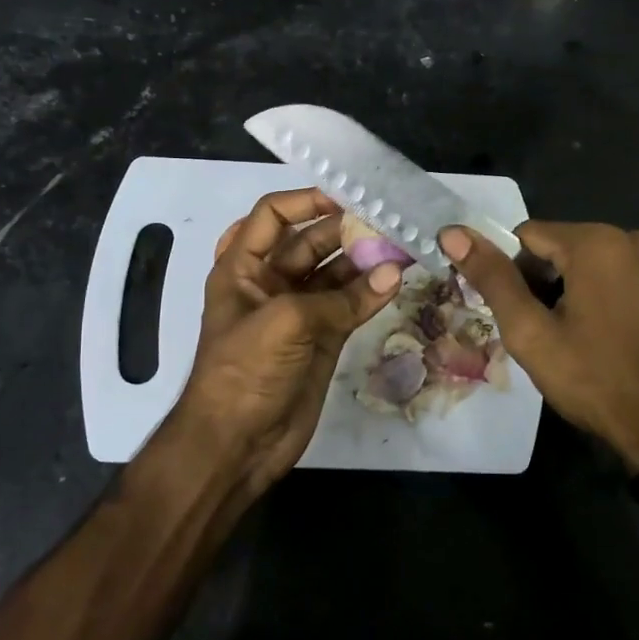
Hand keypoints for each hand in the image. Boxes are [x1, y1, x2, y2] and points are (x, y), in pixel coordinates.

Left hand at [170, 189, 402, 492]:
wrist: (237, 444)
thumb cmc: (244, 372)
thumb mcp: (283, 322)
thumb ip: (340, 297)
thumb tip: (393, 273)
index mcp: (242, 267)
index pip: (273, 216)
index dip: (306, 201)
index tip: (347, 195)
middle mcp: (270, 283)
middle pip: (310, 242)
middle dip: (346, 230)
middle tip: (389, 220)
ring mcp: (298, 312)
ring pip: (335, 274)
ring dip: (365, 261)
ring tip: (402, 247)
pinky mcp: (322, 339)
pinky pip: (350, 306)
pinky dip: (371, 294)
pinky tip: (397, 281)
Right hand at [440, 222, 638, 472]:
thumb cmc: (592, 379)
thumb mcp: (530, 332)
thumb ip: (492, 277)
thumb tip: (452, 231)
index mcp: (598, 242)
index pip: (528, 236)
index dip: (515, 275)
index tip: (524, 316)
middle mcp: (635, 237)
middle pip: (563, 245)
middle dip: (546, 281)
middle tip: (549, 331)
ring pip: (594, 259)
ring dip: (576, 287)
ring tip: (580, 335)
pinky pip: (624, 273)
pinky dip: (607, 292)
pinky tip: (610, 332)